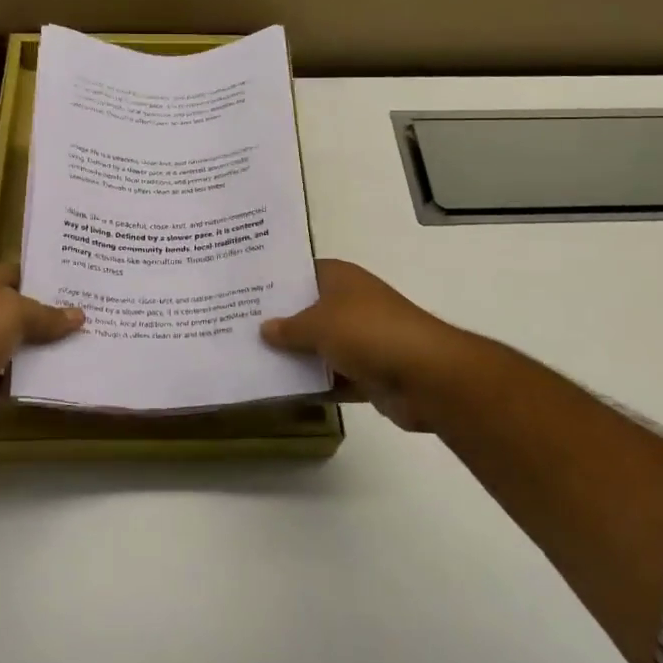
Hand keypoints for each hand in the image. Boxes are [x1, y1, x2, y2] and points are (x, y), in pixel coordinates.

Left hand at [0, 264, 82, 440]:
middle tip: (82, 324)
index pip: (17, 272)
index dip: (47, 281)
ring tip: (70, 353)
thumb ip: (47, 315)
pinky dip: (13, 378)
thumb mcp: (15, 315)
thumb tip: (79, 314)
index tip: (79, 292)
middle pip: (11, 308)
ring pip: (4, 342)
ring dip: (30, 350)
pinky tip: (40, 383)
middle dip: (43, 318)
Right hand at [261, 259, 467, 430]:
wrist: (426, 376)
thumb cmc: (368, 333)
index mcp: (341, 279)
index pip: (301, 272)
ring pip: (318, 346)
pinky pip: (331, 377)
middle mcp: (350, 303)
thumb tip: (264, 327)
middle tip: (235, 327)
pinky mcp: (367, 373)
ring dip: (294, 357)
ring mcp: (360, 339)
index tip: (242, 289)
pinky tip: (279, 391)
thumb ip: (288, 327)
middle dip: (278, 321)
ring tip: (249, 360)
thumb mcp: (319, 324)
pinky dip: (313, 384)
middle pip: (307, 310)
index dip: (274, 280)